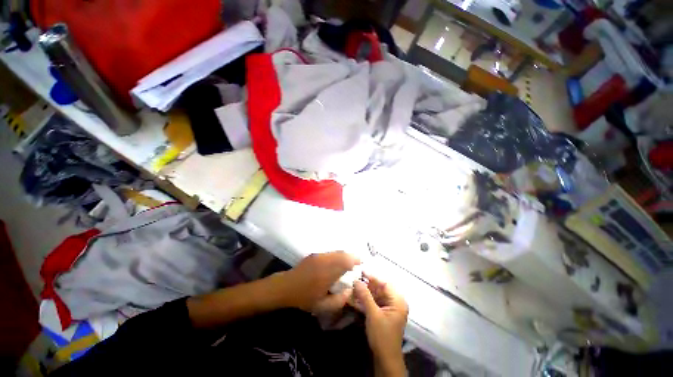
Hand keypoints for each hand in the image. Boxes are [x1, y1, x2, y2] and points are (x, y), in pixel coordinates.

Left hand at [274, 251, 359, 312]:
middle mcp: (324, 261)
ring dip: (344, 255)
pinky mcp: (315, 255)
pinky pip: (330, 253)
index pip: (345, 262)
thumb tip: (350, 290)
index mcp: (327, 273)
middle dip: (352, 256)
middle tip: (357, 262)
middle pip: (342, 254)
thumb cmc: (304, 298)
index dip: (354, 260)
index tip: (361, 263)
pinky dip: (337, 255)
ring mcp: (318, 256)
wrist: (286, 287)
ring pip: (336, 252)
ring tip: (349, 263)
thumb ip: (339, 300)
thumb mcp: (322, 306)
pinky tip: (337, 262)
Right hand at [353, 274, 407, 371]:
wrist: (385, 359)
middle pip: (380, 289)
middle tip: (355, 280)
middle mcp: (395, 303)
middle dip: (367, 285)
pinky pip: (375, 302)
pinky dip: (366, 300)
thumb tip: (356, 280)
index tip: (361, 272)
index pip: (385, 283)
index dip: (373, 277)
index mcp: (398, 301)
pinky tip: (356, 298)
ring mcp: (390, 309)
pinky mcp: (384, 314)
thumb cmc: (382, 336)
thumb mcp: (373, 314)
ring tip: (353, 288)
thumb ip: (365, 296)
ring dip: (365, 292)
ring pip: (376, 295)